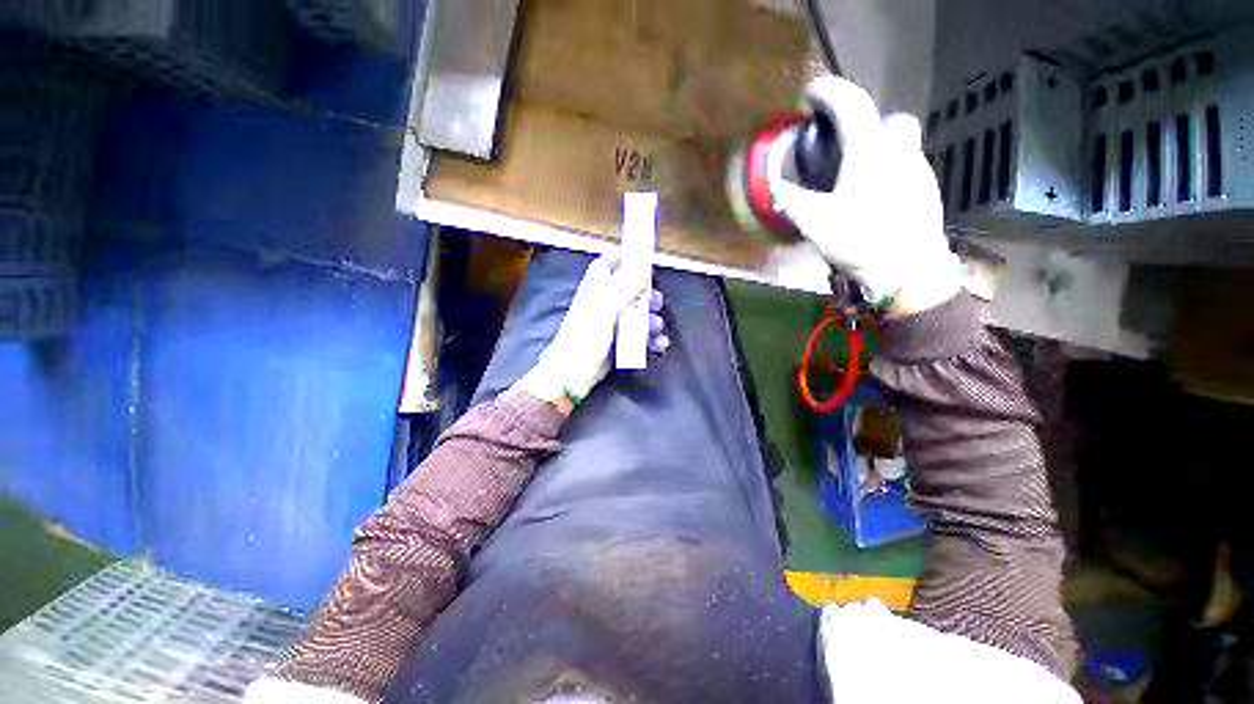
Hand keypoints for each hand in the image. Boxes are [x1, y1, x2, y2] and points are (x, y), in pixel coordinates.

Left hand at [518, 254, 667, 409]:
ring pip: (640, 315)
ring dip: (651, 322)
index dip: (628, 260)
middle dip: (648, 298)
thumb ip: (627, 282)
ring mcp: (613, 323)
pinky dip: (651, 340)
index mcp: (598, 285)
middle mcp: (606, 301)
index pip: (612, 261)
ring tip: (654, 330)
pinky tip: (658, 345)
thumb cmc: (588, 334)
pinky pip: (640, 336)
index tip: (646, 264)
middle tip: (655, 305)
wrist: (576, 371)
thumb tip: (643, 256)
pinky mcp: (620, 342)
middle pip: (633, 290)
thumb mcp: (608, 305)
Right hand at [769, 75, 962, 314]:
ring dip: (879, 150)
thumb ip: (791, 201)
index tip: (812, 94)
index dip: (829, 93)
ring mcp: (919, 171)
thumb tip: (775, 187)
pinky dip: (890, 173)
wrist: (908, 271)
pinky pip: (907, 169)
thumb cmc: (859, 240)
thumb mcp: (815, 222)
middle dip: (868, 123)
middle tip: (845, 144)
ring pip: (901, 145)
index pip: (851, 105)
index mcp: (870, 152)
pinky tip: (875, 198)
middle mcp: (900, 152)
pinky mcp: (928, 192)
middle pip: (889, 119)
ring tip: (856, 177)